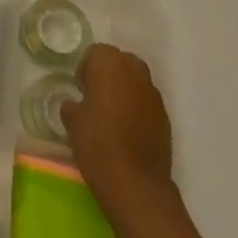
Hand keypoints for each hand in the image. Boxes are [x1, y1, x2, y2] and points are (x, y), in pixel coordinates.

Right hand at [60, 44, 176, 220]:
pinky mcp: (165, 118)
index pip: (96, 53)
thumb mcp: (72, 121)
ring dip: (125, 90)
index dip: (86, 69)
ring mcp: (154, 95)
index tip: (80, 89)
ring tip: (112, 115)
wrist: (136, 184)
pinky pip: (147, 103)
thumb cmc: (97, 144)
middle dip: (109, 74)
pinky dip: (138, 109)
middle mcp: (135, 72)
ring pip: (137, 81)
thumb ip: (72, 104)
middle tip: (96, 97)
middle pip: (121, 61)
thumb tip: (75, 104)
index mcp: (109, 64)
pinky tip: (128, 131)